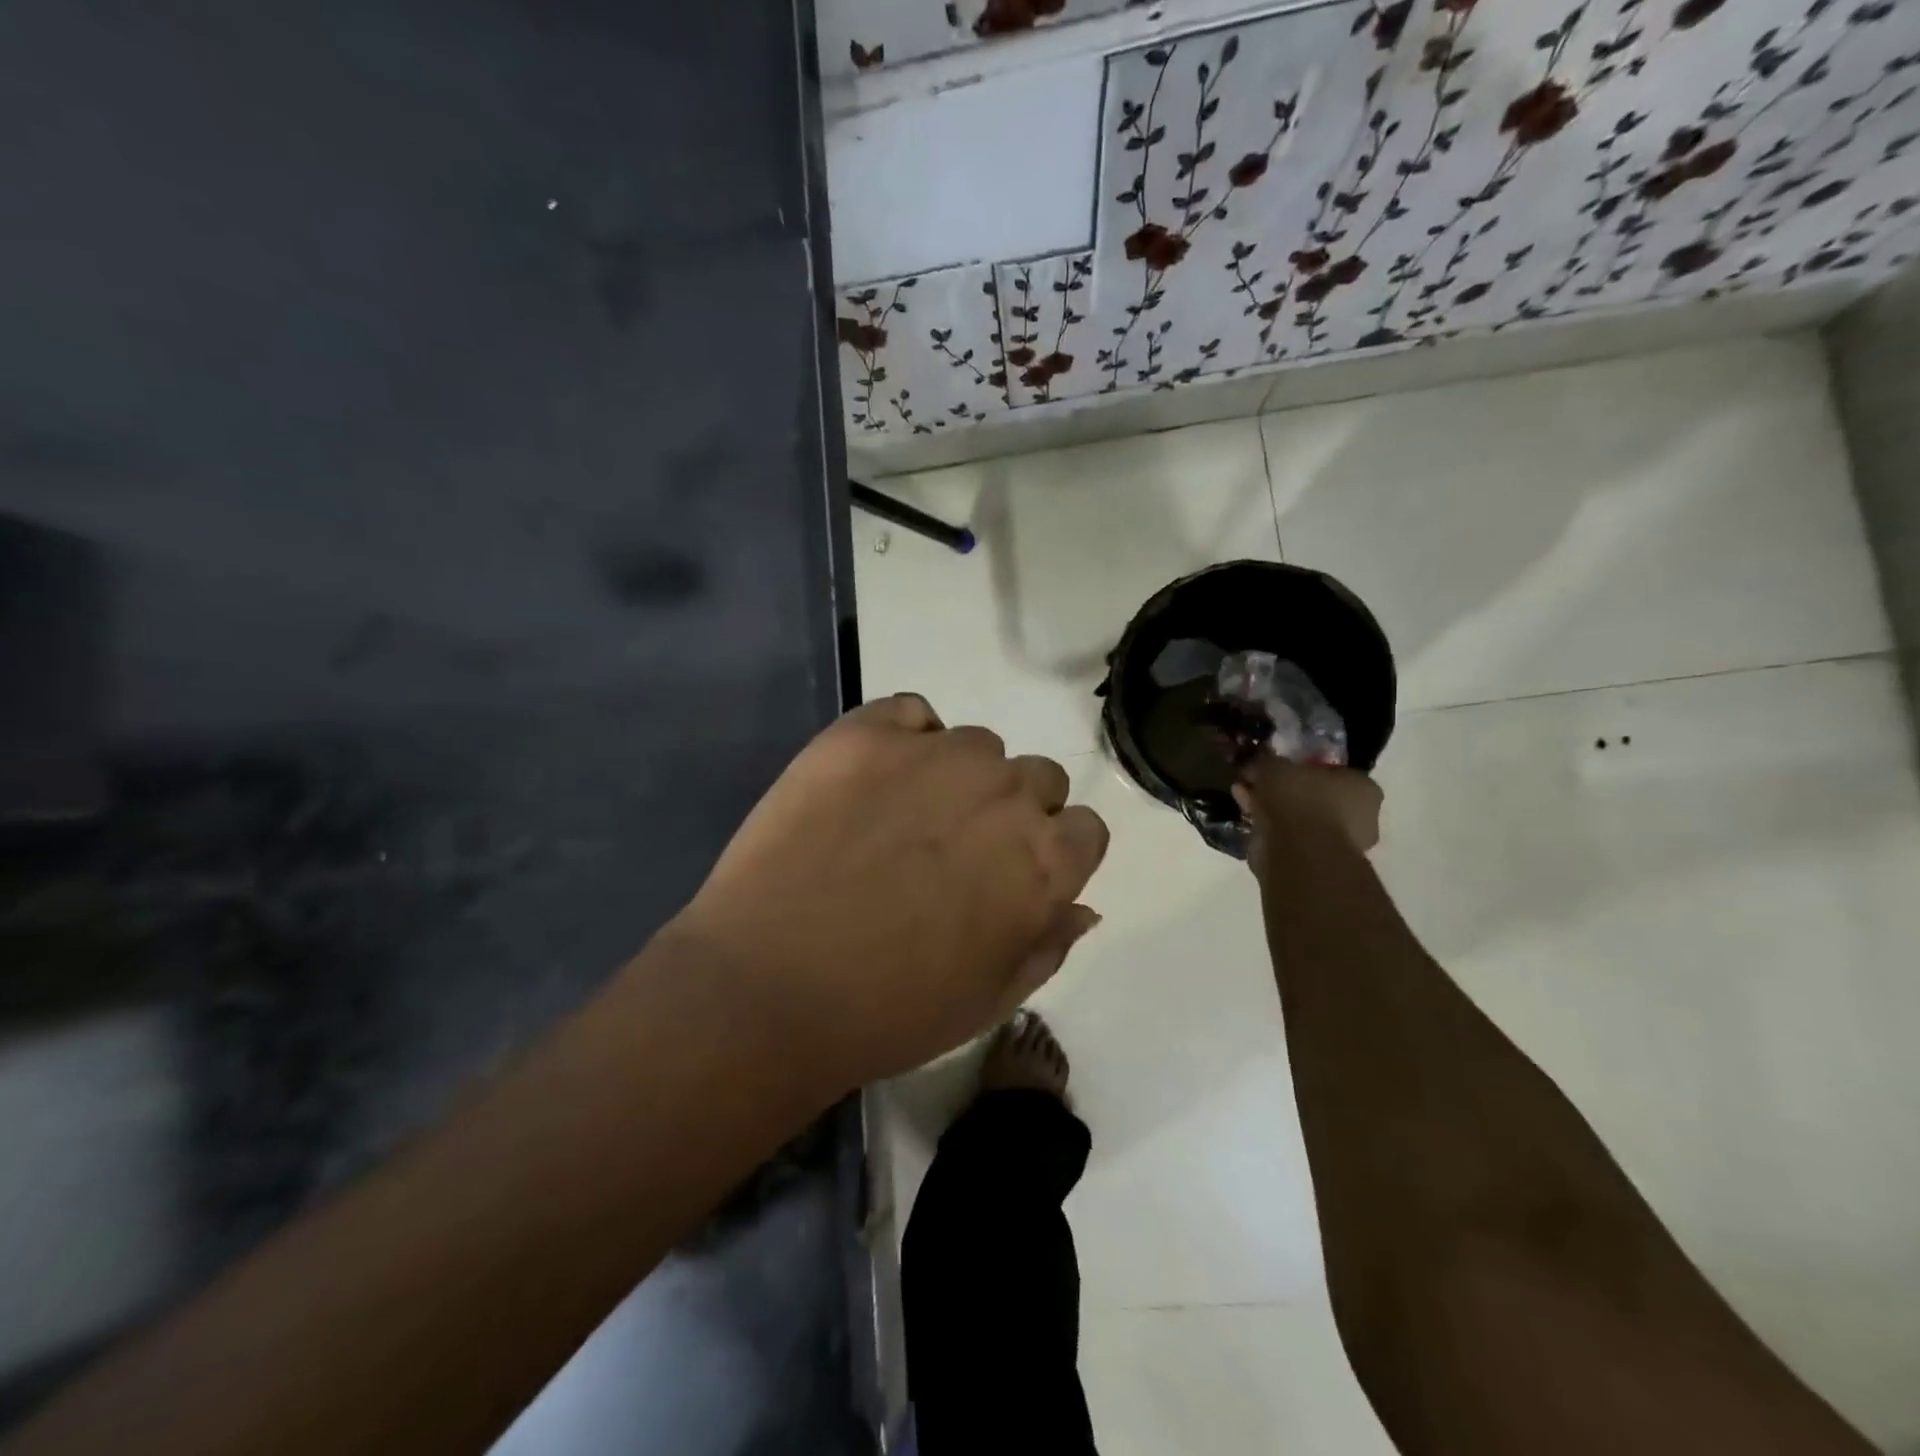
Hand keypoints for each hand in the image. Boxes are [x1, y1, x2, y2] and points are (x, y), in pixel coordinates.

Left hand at [667, 694, 1109, 1090]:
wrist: (768, 987)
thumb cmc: (889, 1011)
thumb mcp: (990, 999)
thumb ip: (1048, 944)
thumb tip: (1081, 905)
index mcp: (1043, 859)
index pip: (1085, 828)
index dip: (1055, 854)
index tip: (1016, 877)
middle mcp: (1003, 791)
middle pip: (1037, 777)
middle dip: (1012, 812)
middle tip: (954, 851)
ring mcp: (933, 753)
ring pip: (977, 745)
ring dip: (958, 776)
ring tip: (902, 818)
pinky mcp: (865, 734)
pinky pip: (911, 713)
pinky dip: (906, 736)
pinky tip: (874, 779)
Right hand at [1233, 757, 1382, 876]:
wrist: (1301, 853)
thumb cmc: (1301, 800)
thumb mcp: (1276, 767)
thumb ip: (1267, 763)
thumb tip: (1255, 765)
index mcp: (1363, 787)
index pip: (1332, 771)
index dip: (1300, 767)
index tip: (1277, 767)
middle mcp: (1360, 817)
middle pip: (1314, 796)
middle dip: (1283, 790)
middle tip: (1256, 783)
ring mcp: (1340, 844)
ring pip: (1300, 819)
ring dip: (1272, 808)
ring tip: (1243, 798)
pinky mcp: (1318, 864)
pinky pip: (1290, 838)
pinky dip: (1269, 828)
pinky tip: (1246, 818)